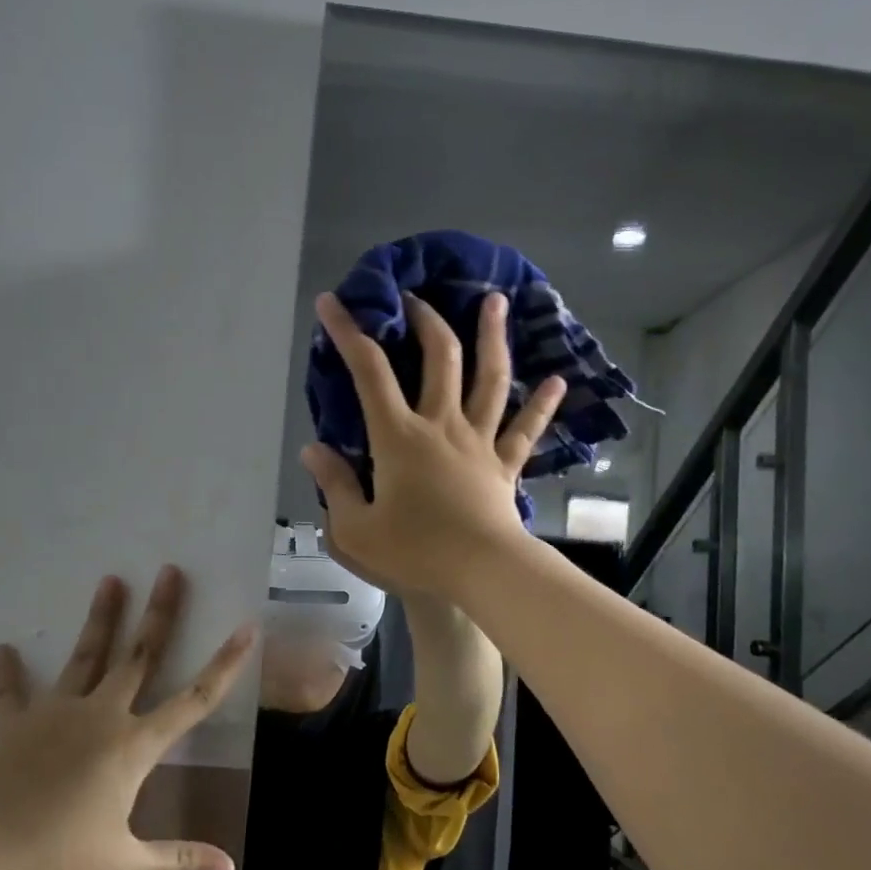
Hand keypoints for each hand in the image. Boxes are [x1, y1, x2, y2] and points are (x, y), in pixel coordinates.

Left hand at [0, 566, 255, 869]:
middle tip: (169, 571)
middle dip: (159, 613)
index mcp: (134, 746)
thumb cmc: (63, 859)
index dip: (224, 665)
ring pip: (85, 657)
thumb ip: (179, 861)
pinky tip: (3, 649)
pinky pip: (10, 693)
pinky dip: (7, 673)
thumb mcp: (127, 867)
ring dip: (100, 619)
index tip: (246, 628)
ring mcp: (56, 713)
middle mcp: (101, 716)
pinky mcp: (14, 723)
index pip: (193, 700)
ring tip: (110, 580)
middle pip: (139, 656)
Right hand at [303, 291, 565, 600]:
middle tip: (416, 298)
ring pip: (490, 379)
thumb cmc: (415, 551)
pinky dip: (542, 405)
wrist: (481, 571)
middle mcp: (442, 426)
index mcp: (399, 437)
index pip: (368, 372)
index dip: (348, 332)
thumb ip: (335, 485)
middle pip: (439, 359)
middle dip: (425, 320)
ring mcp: (479, 441)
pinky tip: (557, 381)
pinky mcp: (504, 464)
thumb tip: (313, 449)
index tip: (332, 301)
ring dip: (492, 338)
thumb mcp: (355, 529)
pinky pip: (526, 429)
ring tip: (496, 302)